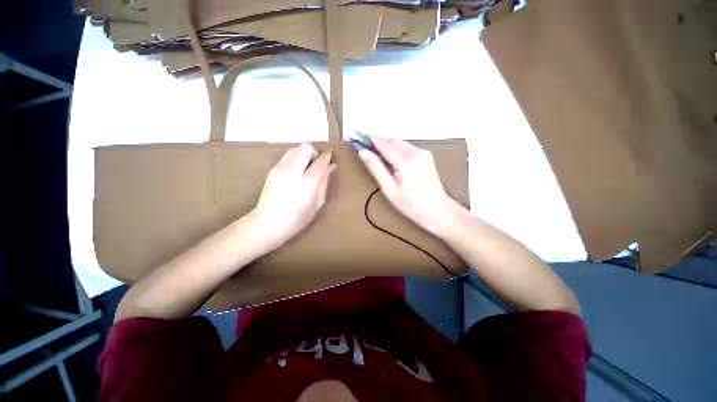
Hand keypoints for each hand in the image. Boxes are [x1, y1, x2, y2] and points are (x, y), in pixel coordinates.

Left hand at [251, 143, 335, 248]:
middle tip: (317, 165)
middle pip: (306, 148)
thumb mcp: (317, 204)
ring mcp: (280, 168)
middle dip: (315, 153)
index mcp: (307, 183)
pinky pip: (287, 156)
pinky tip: (296, 172)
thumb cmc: (297, 219)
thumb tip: (331, 166)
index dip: (327, 156)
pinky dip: (295, 158)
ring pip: (295, 149)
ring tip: (306, 168)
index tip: (330, 155)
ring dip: (304, 154)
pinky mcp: (272, 169)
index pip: (320, 162)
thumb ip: (325, 183)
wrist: (267, 223)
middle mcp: (293, 171)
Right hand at [359, 137, 459, 235]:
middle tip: (368, 156)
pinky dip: (397, 152)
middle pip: (392, 141)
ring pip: (400, 143)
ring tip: (381, 163)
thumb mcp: (389, 188)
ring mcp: (423, 152)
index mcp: (406, 160)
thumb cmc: (410, 204)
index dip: (369, 140)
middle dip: (379, 145)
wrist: (437, 211)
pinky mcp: (426, 156)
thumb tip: (362, 152)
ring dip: (388, 148)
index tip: (357, 139)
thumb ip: (375, 168)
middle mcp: (416, 151)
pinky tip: (395, 165)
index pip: (383, 143)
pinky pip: (407, 148)